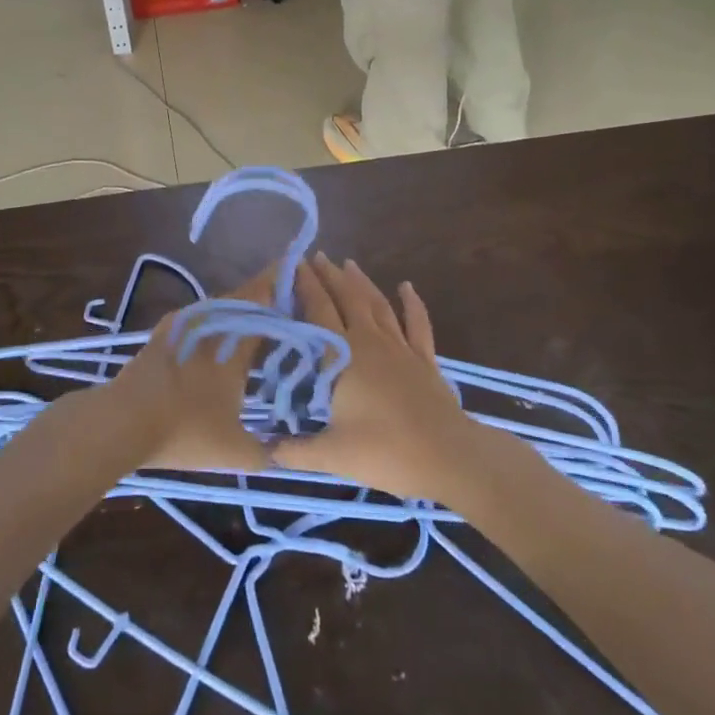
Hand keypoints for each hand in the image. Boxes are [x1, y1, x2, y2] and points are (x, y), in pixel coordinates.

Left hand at [104, 267, 277, 473]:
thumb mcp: (234, 453)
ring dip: (240, 304)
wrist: (122, 421)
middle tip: (284, 292)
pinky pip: (199, 314)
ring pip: (221, 305)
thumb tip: (280, 452)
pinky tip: (216, 332)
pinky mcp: (164, 332)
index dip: (284, 289)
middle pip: (245, 298)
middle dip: (265, 291)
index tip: (300, 278)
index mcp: (237, 345)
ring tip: (255, 315)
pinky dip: (214, 317)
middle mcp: (214, 325)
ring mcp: (185, 325)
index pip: (268, 305)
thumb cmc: (184, 431)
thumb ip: (264, 452)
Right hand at [274, 256, 480, 499]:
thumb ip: (296, 451)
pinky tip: (407, 287)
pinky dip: (412, 303)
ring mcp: (401, 348)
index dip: (306, 287)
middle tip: (316, 257)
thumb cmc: (386, 451)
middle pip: (348, 299)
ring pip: (377, 305)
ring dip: (362, 282)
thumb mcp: (333, 456)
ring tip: (348, 263)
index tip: (293, 265)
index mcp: (344, 357)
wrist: (448, 456)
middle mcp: (371, 341)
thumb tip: (265, 449)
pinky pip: (417, 324)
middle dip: (330, 276)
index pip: (319, 312)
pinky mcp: (424, 360)